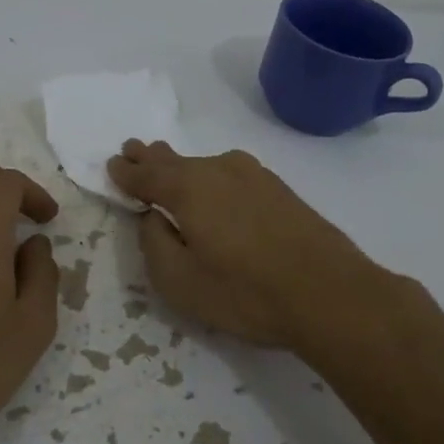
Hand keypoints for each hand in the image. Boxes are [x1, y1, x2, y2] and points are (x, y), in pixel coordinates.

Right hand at [107, 140, 393, 350]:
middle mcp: (219, 170)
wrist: (331, 294)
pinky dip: (212, 176)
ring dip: (183, 165)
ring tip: (169, 165)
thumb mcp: (180, 281)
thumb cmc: (245, 293)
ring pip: (205, 165)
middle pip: (175, 160)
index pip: (146, 174)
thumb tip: (152, 217)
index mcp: (188, 188)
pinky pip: (231, 174)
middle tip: (133, 149)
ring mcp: (254, 176)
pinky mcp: (279, 190)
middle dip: (151, 157)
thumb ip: (154, 244)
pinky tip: (215, 186)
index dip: (126, 172)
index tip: (112, 165)